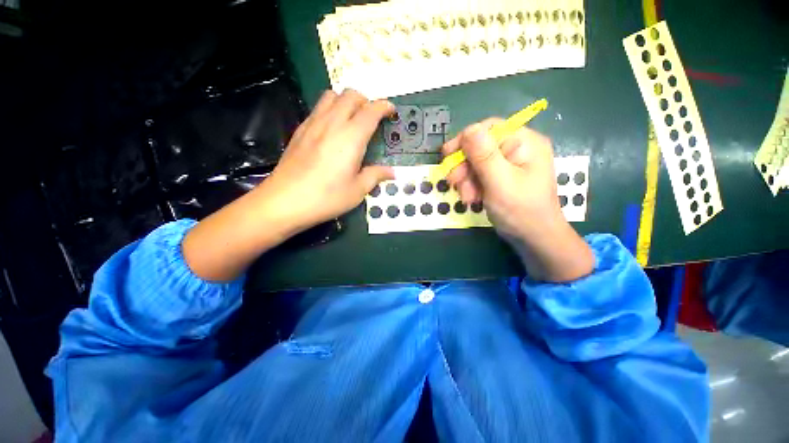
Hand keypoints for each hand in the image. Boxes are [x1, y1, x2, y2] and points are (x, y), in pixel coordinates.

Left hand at [256, 89, 394, 233]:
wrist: (285, 201)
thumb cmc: (326, 197)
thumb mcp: (357, 190)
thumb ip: (375, 176)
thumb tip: (391, 172)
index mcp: (351, 137)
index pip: (371, 111)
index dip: (384, 106)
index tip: (391, 111)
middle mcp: (332, 123)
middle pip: (350, 95)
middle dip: (365, 101)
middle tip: (372, 118)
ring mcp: (313, 124)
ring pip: (331, 96)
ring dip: (346, 101)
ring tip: (352, 120)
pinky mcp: (300, 130)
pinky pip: (318, 108)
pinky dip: (330, 110)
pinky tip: (332, 130)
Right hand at [442, 120, 593, 281]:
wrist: (533, 238)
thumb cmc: (520, 210)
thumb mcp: (500, 182)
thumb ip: (484, 156)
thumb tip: (469, 129)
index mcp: (524, 142)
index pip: (490, 129)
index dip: (465, 139)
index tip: (447, 155)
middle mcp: (518, 149)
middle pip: (481, 147)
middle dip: (465, 166)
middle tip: (452, 182)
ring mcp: (510, 164)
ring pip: (477, 163)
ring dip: (466, 179)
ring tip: (466, 197)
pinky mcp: (502, 178)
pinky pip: (480, 175)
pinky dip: (472, 186)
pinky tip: (471, 199)